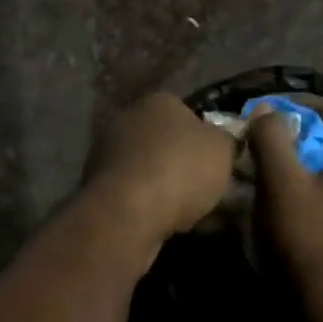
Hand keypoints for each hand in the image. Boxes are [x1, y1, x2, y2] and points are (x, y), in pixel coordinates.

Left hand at [83, 92, 235, 253]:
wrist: (127, 213)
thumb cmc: (180, 170)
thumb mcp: (223, 150)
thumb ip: (228, 137)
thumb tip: (227, 134)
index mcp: (158, 100)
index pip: (187, 111)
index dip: (205, 136)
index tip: (217, 160)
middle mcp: (127, 118)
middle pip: (163, 138)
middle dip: (180, 160)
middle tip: (204, 186)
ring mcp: (105, 150)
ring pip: (146, 166)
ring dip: (162, 183)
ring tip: (185, 210)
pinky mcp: (94, 183)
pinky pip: (131, 191)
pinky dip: (145, 202)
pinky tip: (161, 221)